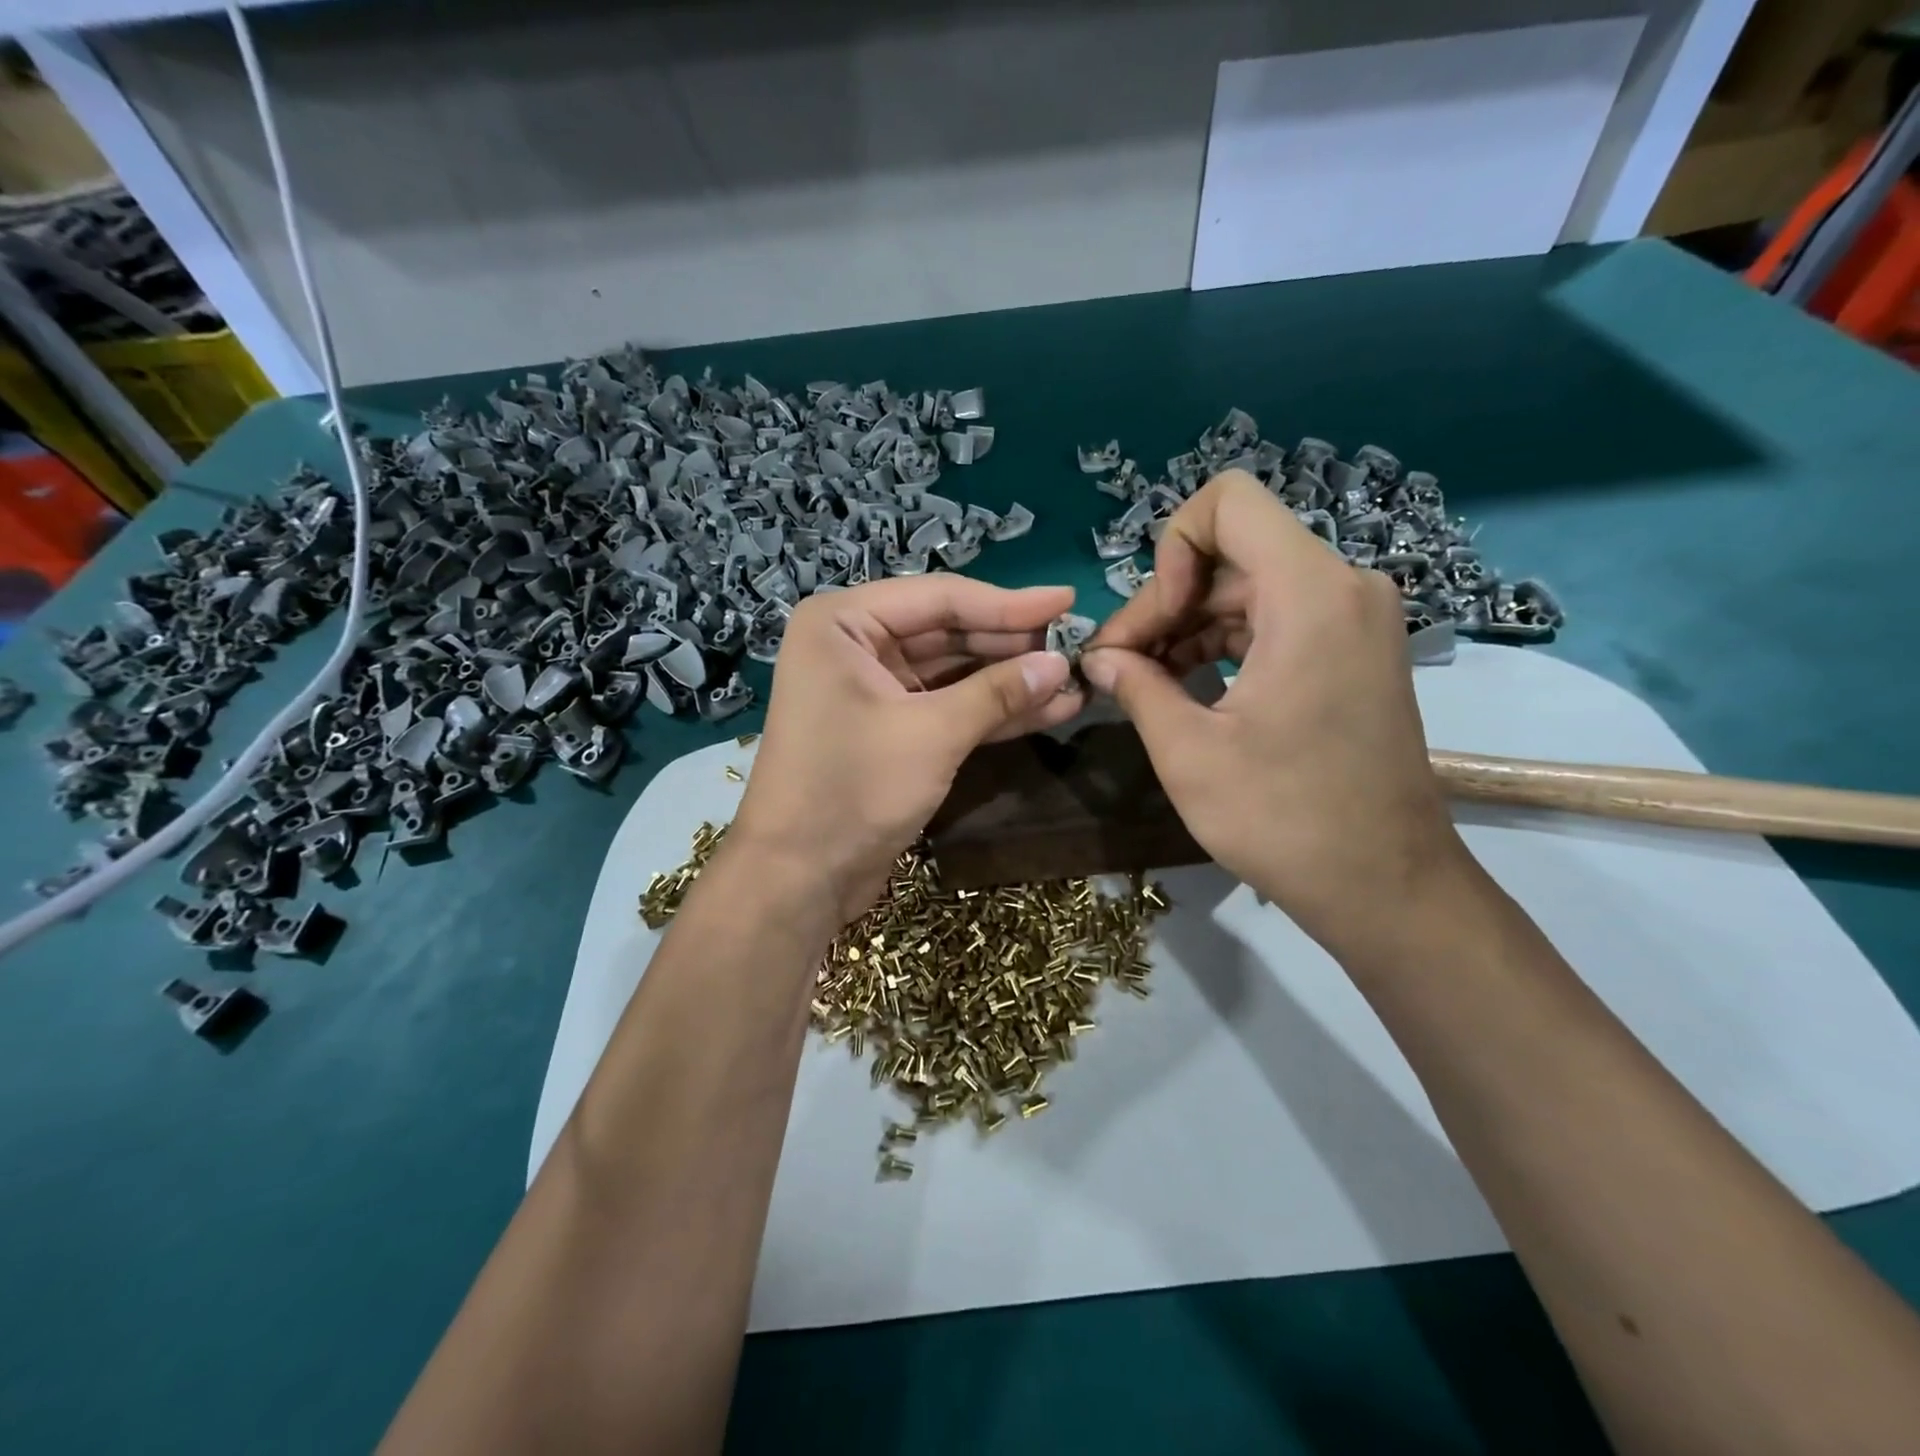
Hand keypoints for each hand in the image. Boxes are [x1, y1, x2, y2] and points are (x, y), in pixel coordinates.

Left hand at [732, 577, 1084, 925]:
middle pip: (947, 631)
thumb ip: (998, 692)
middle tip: (1075, 644)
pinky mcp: (888, 728)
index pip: (940, 598)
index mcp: (843, 623)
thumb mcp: (932, 734)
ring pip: (952, 672)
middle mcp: (854, 645)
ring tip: (1073, 681)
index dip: (1008, 603)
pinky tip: (1047, 710)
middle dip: (1011, 644)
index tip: (1067, 599)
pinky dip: (990, 711)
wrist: (799, 877)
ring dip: (1009, 680)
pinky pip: (945, 706)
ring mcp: (870, 689)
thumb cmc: (853, 789)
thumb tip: (1061, 665)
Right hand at [1081, 470, 1469, 956]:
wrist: (1385, 884)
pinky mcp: (1351, 651)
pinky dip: (1224, 643)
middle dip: (1167, 601)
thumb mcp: (1189, 753)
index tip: (1154, 624)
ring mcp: (1352, 619)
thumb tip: (1100, 657)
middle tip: (1121, 667)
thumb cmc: (1285, 819)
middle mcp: (1342, 587)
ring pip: (1247, 587)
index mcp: (1308, 594)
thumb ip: (1136, 686)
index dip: (1170, 548)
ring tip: (1143, 684)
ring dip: (1188, 626)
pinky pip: (1274, 618)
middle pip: (1231, 553)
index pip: (1228, 502)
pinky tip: (1184, 689)